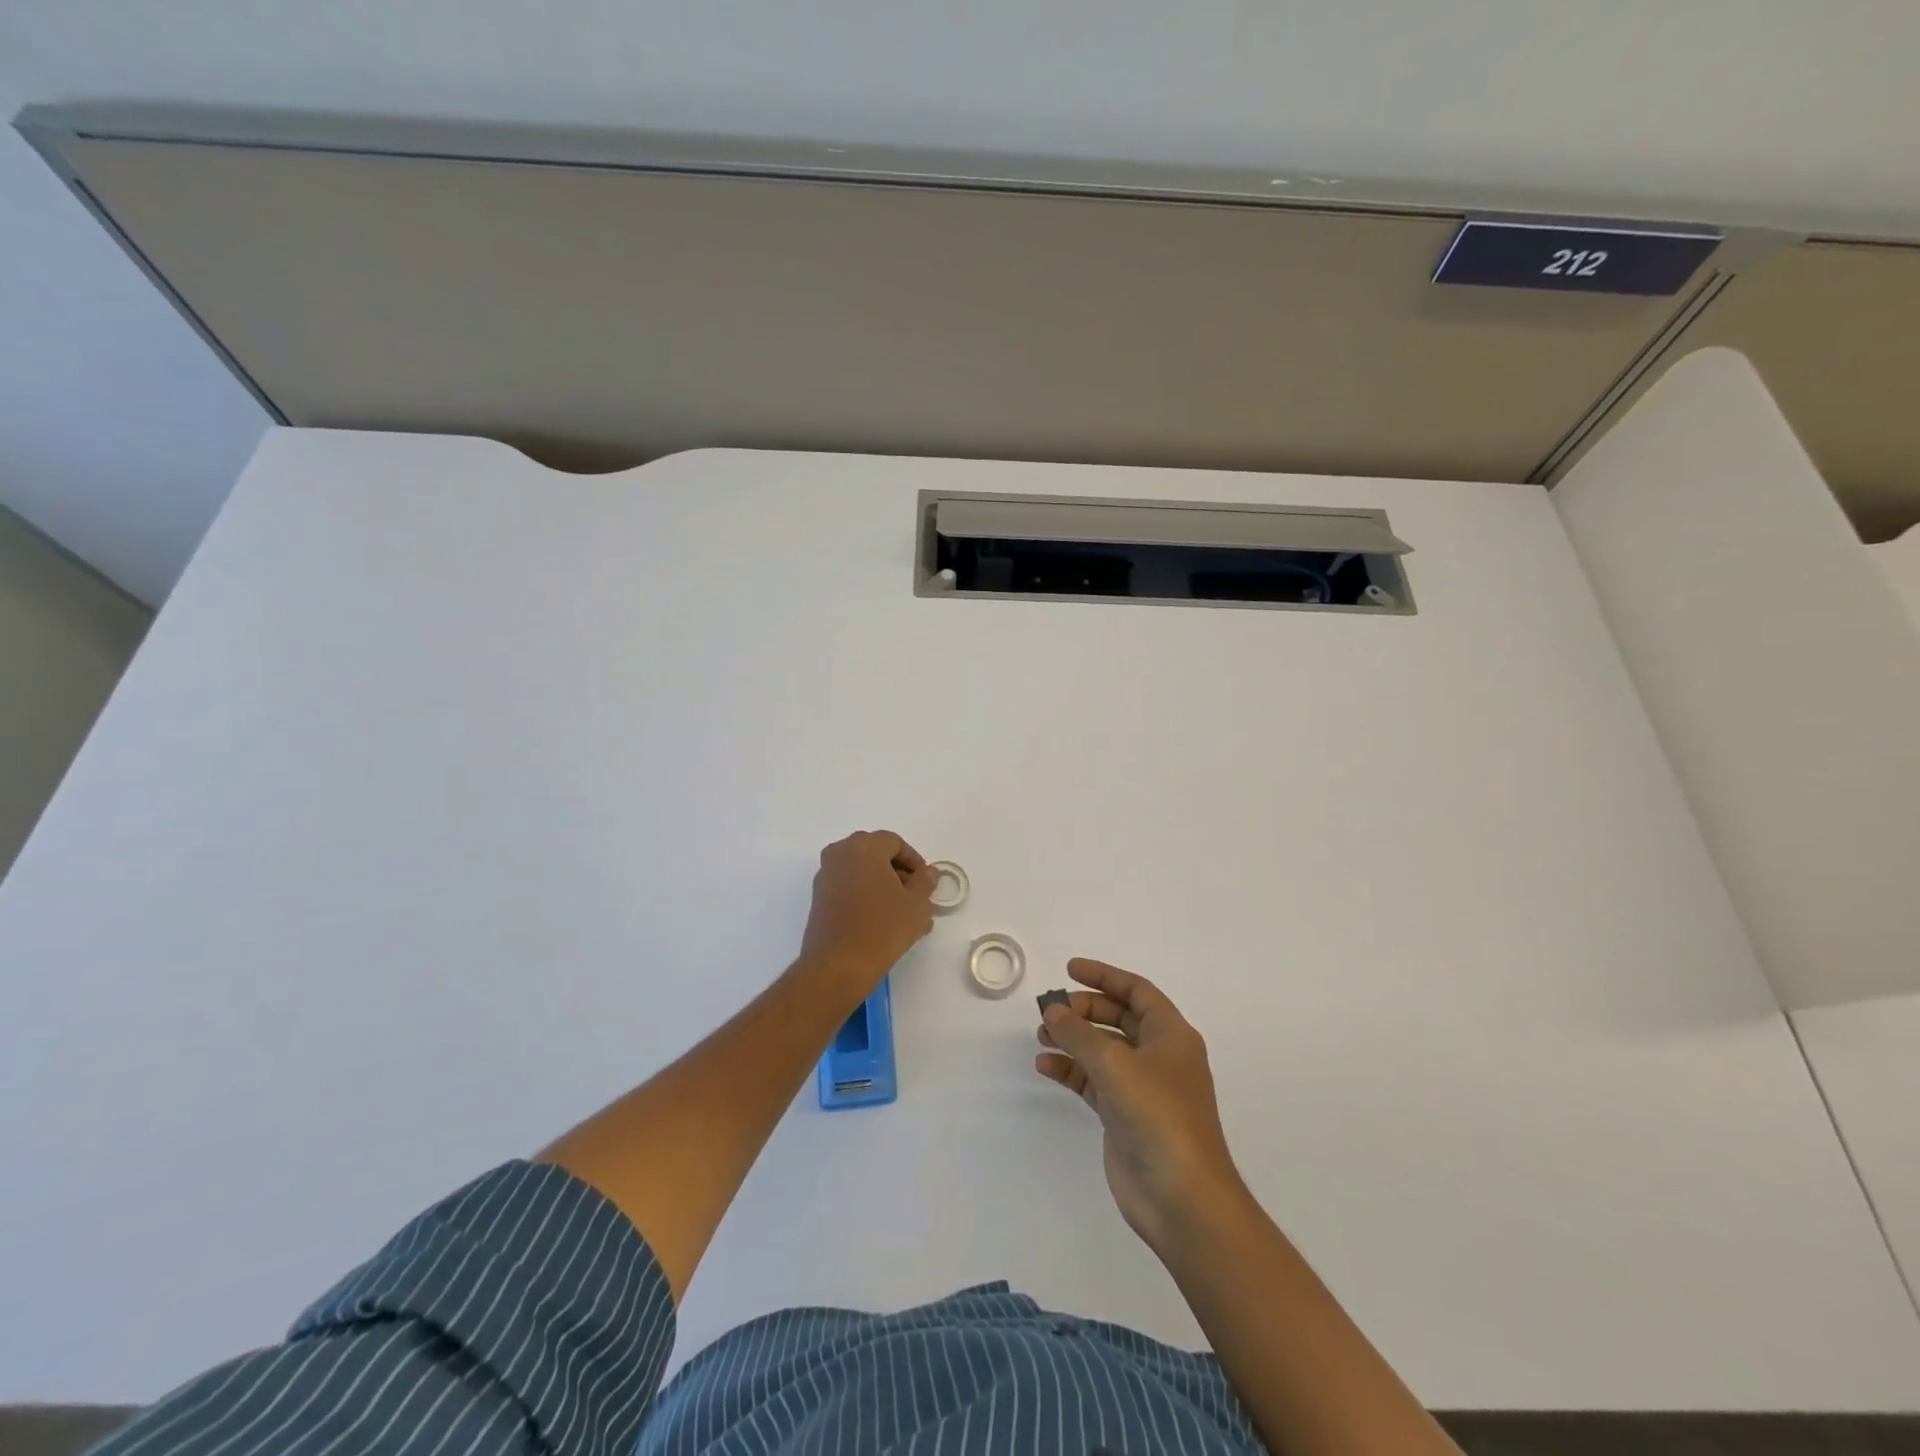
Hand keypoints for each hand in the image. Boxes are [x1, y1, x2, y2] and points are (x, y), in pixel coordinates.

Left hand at [797, 831, 937, 989]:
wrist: (837, 967)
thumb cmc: (882, 929)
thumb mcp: (917, 904)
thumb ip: (925, 882)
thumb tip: (928, 872)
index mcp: (864, 846)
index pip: (895, 843)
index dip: (915, 861)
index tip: (926, 884)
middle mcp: (839, 853)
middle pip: (876, 854)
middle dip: (898, 873)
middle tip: (915, 896)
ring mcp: (825, 876)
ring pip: (862, 872)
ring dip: (883, 886)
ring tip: (902, 913)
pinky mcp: (818, 898)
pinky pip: (848, 887)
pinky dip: (865, 896)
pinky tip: (881, 921)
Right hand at [1036, 958, 1244, 1252]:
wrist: (1181, 1198)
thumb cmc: (1157, 1116)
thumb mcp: (1115, 1064)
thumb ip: (1079, 1033)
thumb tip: (1052, 1011)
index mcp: (1171, 1035)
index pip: (1136, 991)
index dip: (1104, 976)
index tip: (1070, 969)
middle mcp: (1158, 1056)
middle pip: (1117, 1017)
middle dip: (1084, 1009)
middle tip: (1051, 1010)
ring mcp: (1142, 1088)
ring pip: (1102, 1050)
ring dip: (1073, 1039)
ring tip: (1041, 1035)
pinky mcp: (1124, 1115)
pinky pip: (1092, 1081)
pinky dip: (1070, 1070)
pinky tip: (1045, 1066)